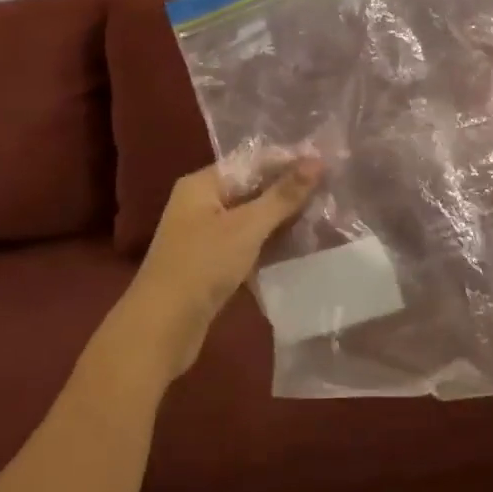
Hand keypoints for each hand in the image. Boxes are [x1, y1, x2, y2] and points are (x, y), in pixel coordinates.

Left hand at [120, 159, 321, 376]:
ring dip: (282, 218)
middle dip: (288, 190)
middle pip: (252, 188)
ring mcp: (205, 235)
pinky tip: (299, 244)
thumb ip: (283, 195)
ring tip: (322, 213)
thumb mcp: (247, 226)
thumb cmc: (202, 266)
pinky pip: (247, 242)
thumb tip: (317, 160)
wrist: (161, 331)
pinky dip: (269, 242)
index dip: (288, 160)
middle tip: (330, 188)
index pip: (253, 160)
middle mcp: (201, 203)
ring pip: (251, 217)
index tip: (326, 162)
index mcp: (203, 184)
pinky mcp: (212, 263)